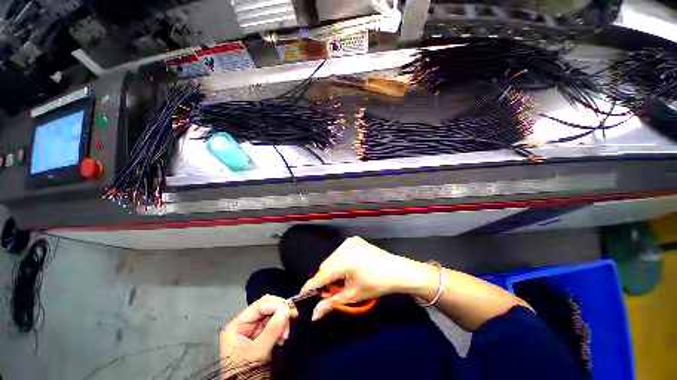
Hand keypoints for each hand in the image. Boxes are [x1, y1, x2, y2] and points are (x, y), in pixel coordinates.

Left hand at [219, 295, 298, 370]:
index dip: (275, 305)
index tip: (290, 309)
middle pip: (265, 309)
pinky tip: (282, 339)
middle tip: (292, 318)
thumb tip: (287, 308)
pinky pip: (272, 327)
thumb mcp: (259, 352)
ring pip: (271, 317)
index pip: (259, 306)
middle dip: (279, 314)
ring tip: (285, 336)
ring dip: (281, 323)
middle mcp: (243, 326)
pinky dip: (279, 330)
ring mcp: (251, 333)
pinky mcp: (258, 339)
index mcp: (237, 326)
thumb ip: (273, 329)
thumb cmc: (245, 373)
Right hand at [301, 236, 433, 320]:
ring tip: (342, 279)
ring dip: (332, 270)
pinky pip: (340, 252)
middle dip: (325, 279)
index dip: (311, 285)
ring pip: (332, 258)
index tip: (302, 294)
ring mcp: (350, 241)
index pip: (321, 274)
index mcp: (344, 260)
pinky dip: (339, 261)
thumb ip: (331, 303)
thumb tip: (314, 314)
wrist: (396, 270)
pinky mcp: (354, 240)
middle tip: (331, 290)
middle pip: (326, 265)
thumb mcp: (353, 295)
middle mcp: (345, 247)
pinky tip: (347, 268)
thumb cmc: (376, 284)